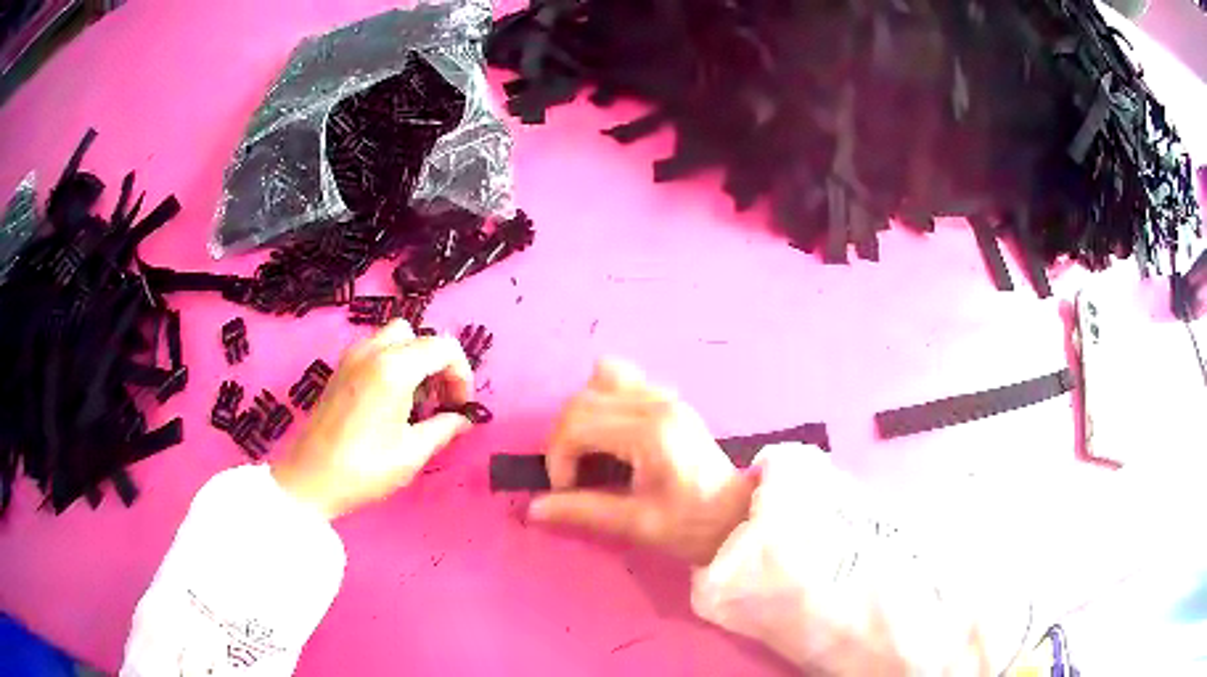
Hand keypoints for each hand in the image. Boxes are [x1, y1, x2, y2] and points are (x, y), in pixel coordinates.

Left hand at [271, 320, 473, 519]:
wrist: (310, 479)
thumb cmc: (363, 469)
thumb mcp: (412, 453)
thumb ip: (444, 428)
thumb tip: (463, 419)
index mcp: (394, 368)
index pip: (443, 348)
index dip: (461, 374)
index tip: (460, 407)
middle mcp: (373, 351)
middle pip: (419, 336)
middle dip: (438, 363)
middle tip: (440, 400)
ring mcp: (352, 357)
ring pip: (396, 339)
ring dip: (415, 361)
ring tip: (416, 402)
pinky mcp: (340, 368)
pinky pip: (377, 350)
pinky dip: (394, 364)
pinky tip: (391, 402)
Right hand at [529, 359, 756, 565]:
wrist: (738, 518)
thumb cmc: (693, 526)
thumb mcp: (637, 525)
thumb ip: (583, 512)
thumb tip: (533, 509)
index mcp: (651, 433)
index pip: (578, 424)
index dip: (558, 458)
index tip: (566, 491)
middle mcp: (657, 403)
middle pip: (583, 399)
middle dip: (563, 438)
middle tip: (572, 476)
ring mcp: (666, 396)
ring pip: (602, 379)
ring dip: (583, 413)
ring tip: (589, 450)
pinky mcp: (670, 400)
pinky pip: (624, 381)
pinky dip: (605, 402)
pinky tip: (612, 436)